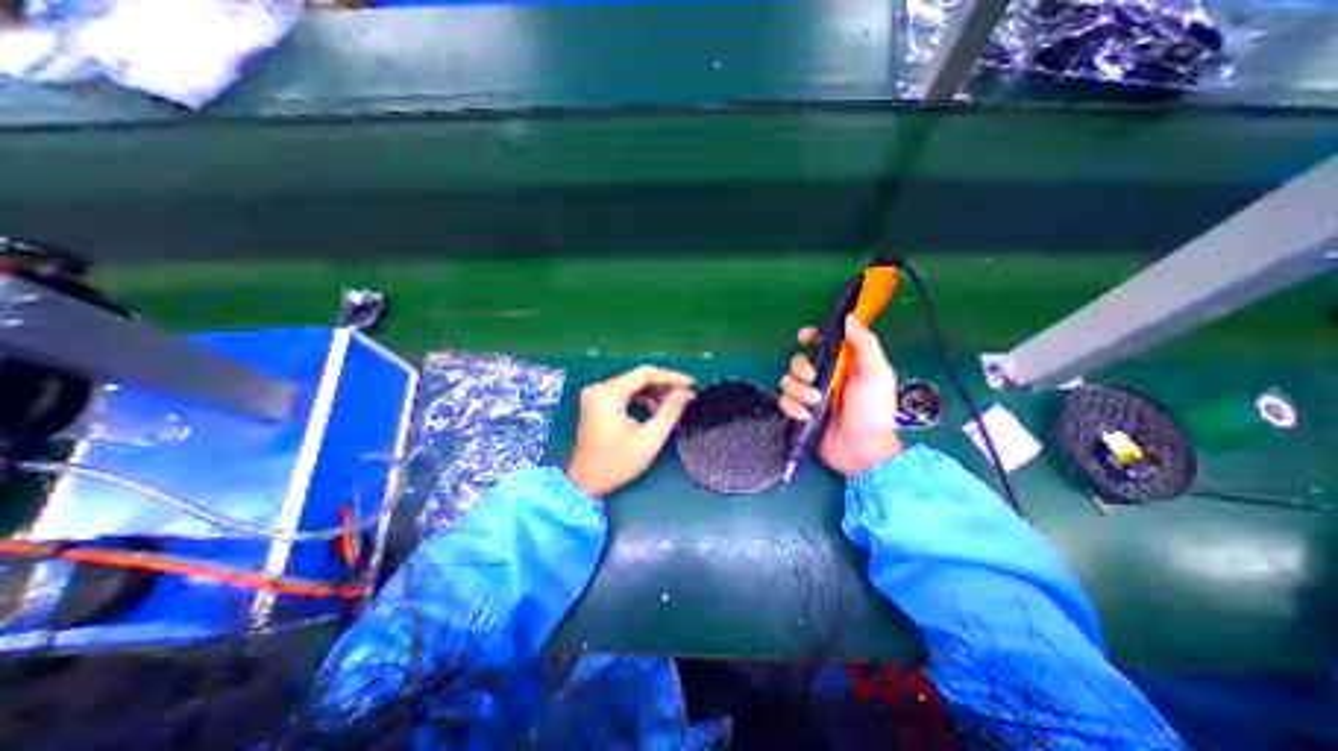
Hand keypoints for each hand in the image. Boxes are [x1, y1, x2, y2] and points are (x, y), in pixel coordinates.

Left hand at [564, 365, 695, 497]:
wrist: (586, 482)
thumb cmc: (617, 463)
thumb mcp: (650, 438)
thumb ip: (670, 412)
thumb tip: (684, 393)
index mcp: (608, 394)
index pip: (644, 374)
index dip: (671, 377)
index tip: (690, 383)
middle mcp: (599, 389)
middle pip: (638, 377)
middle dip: (664, 385)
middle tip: (686, 393)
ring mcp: (596, 396)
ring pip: (632, 385)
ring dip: (654, 392)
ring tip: (674, 402)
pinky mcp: (597, 404)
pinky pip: (624, 393)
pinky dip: (641, 398)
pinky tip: (655, 408)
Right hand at [781, 315, 904, 479]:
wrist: (863, 450)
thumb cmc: (873, 411)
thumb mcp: (877, 374)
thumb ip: (865, 344)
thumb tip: (850, 318)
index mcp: (842, 365)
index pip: (821, 343)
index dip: (810, 337)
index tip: (804, 338)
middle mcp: (823, 378)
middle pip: (797, 361)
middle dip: (800, 368)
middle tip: (812, 378)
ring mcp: (809, 397)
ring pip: (787, 381)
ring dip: (798, 391)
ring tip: (814, 403)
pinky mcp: (800, 414)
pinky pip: (783, 402)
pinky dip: (792, 408)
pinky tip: (806, 416)